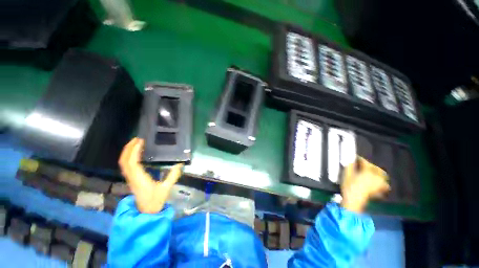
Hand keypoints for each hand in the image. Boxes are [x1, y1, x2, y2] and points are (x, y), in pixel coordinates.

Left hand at [118, 138, 183, 213]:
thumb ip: (173, 176)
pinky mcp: (131, 179)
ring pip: (123, 163)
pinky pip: (126, 166)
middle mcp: (132, 177)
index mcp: (140, 178)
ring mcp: (130, 178)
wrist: (146, 212)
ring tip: (135, 143)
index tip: (140, 141)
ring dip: (127, 152)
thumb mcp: (166, 188)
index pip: (132, 162)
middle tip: (136, 139)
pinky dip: (128, 157)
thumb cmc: (155, 201)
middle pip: (124, 161)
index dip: (134, 150)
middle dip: (128, 148)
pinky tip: (135, 154)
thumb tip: (180, 164)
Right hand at [340, 157, 389, 212]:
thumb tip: (350, 160)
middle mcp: (376, 177)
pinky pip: (384, 185)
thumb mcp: (346, 174)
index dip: (360, 159)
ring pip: (383, 176)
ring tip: (372, 172)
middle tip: (364, 164)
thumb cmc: (349, 186)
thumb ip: (349, 166)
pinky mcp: (378, 191)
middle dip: (371, 165)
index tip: (355, 157)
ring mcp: (378, 185)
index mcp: (367, 172)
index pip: (365, 162)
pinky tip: (377, 182)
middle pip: (377, 169)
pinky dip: (381, 182)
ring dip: (378, 173)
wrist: (353, 200)